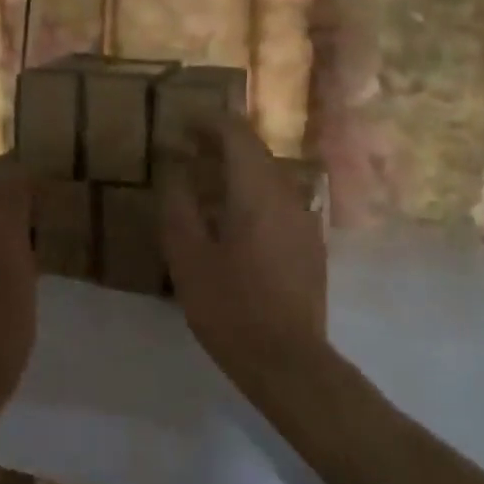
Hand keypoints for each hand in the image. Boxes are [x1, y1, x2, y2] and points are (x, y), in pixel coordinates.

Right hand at [160, 115, 328, 398]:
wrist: (288, 361)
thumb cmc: (229, 307)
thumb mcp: (188, 256)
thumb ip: (178, 204)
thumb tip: (174, 168)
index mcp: (256, 192)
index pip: (237, 134)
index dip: (209, 122)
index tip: (182, 124)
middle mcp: (286, 195)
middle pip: (256, 151)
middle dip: (221, 143)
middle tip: (188, 150)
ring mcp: (304, 220)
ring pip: (268, 176)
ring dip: (237, 169)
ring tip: (204, 183)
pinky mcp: (309, 244)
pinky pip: (277, 201)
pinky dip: (251, 194)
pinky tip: (232, 221)